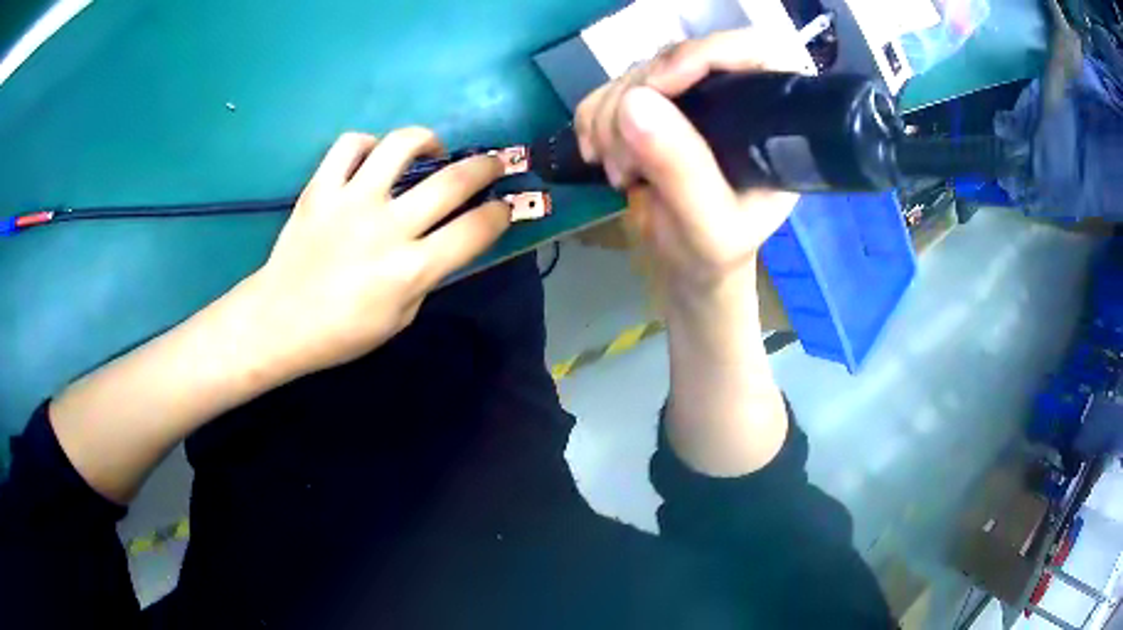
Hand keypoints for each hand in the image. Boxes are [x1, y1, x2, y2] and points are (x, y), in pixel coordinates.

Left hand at [247, 129, 509, 377]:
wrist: (279, 320)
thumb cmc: (341, 332)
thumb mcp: (400, 318)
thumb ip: (427, 277)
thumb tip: (445, 242)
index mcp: (411, 269)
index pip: (475, 230)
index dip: (501, 213)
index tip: (505, 205)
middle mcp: (387, 227)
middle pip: (453, 181)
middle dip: (486, 167)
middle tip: (493, 163)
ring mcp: (351, 201)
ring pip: (401, 145)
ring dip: (428, 140)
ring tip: (432, 149)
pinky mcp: (321, 188)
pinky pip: (349, 145)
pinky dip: (367, 145)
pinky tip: (372, 158)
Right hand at [574, 29, 806, 303]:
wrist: (685, 267)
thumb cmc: (714, 253)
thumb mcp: (708, 224)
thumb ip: (681, 168)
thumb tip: (634, 102)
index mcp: (771, 117)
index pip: (749, 51)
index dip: (701, 54)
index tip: (657, 87)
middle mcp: (731, 96)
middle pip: (676, 58)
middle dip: (635, 102)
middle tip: (624, 162)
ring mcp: (687, 98)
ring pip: (635, 73)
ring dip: (608, 118)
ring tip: (619, 173)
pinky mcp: (650, 108)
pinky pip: (607, 90)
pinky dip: (592, 119)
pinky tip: (599, 156)